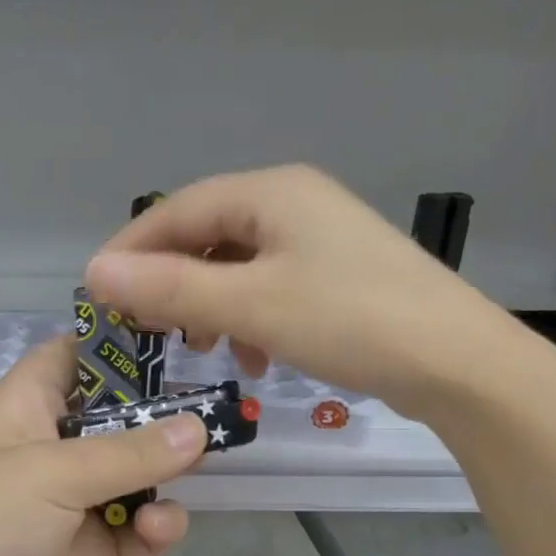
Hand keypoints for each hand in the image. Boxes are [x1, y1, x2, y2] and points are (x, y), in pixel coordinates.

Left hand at [0, 337, 205, 555]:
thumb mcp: (52, 473)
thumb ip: (131, 452)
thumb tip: (200, 428)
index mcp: (30, 406)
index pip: (77, 355)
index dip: (120, 344)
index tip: (179, 340)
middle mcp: (55, 447)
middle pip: (120, 415)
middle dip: (163, 415)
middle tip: (216, 411)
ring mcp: (75, 503)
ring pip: (139, 473)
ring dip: (167, 473)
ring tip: (193, 472)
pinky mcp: (91, 554)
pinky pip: (140, 530)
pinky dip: (156, 527)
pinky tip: (157, 529)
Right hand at [86, 164, 513, 418]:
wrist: (460, 363)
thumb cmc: (351, 321)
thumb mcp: (251, 306)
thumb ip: (171, 290)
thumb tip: (95, 273)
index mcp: (272, 192)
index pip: (177, 209)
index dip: (131, 250)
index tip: (99, 295)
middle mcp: (295, 202)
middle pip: (208, 235)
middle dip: (172, 282)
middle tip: (149, 329)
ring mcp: (322, 238)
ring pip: (239, 265)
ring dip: (210, 304)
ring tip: (202, 348)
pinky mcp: (340, 274)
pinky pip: (273, 286)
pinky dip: (250, 317)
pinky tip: (256, 356)